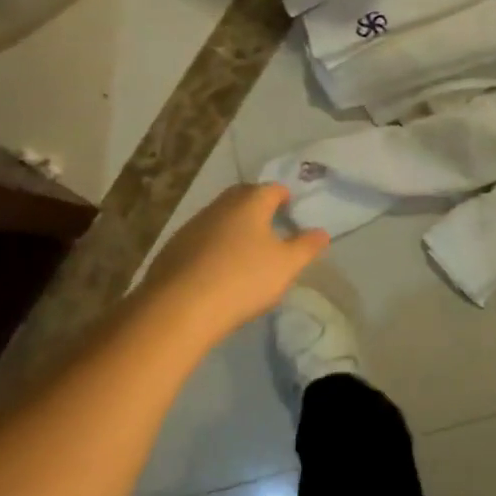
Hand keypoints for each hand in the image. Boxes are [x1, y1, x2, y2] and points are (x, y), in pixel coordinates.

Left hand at [137, 183, 328, 341]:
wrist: (181, 306)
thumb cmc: (243, 279)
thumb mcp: (286, 266)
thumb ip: (306, 247)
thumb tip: (321, 232)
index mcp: (250, 203)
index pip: (272, 189)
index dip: (285, 196)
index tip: (292, 209)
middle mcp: (220, 205)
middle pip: (243, 196)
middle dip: (257, 205)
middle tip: (271, 223)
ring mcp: (193, 224)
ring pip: (220, 216)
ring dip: (233, 226)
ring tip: (245, 248)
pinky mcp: (174, 247)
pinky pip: (201, 238)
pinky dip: (213, 245)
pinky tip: (217, 267)